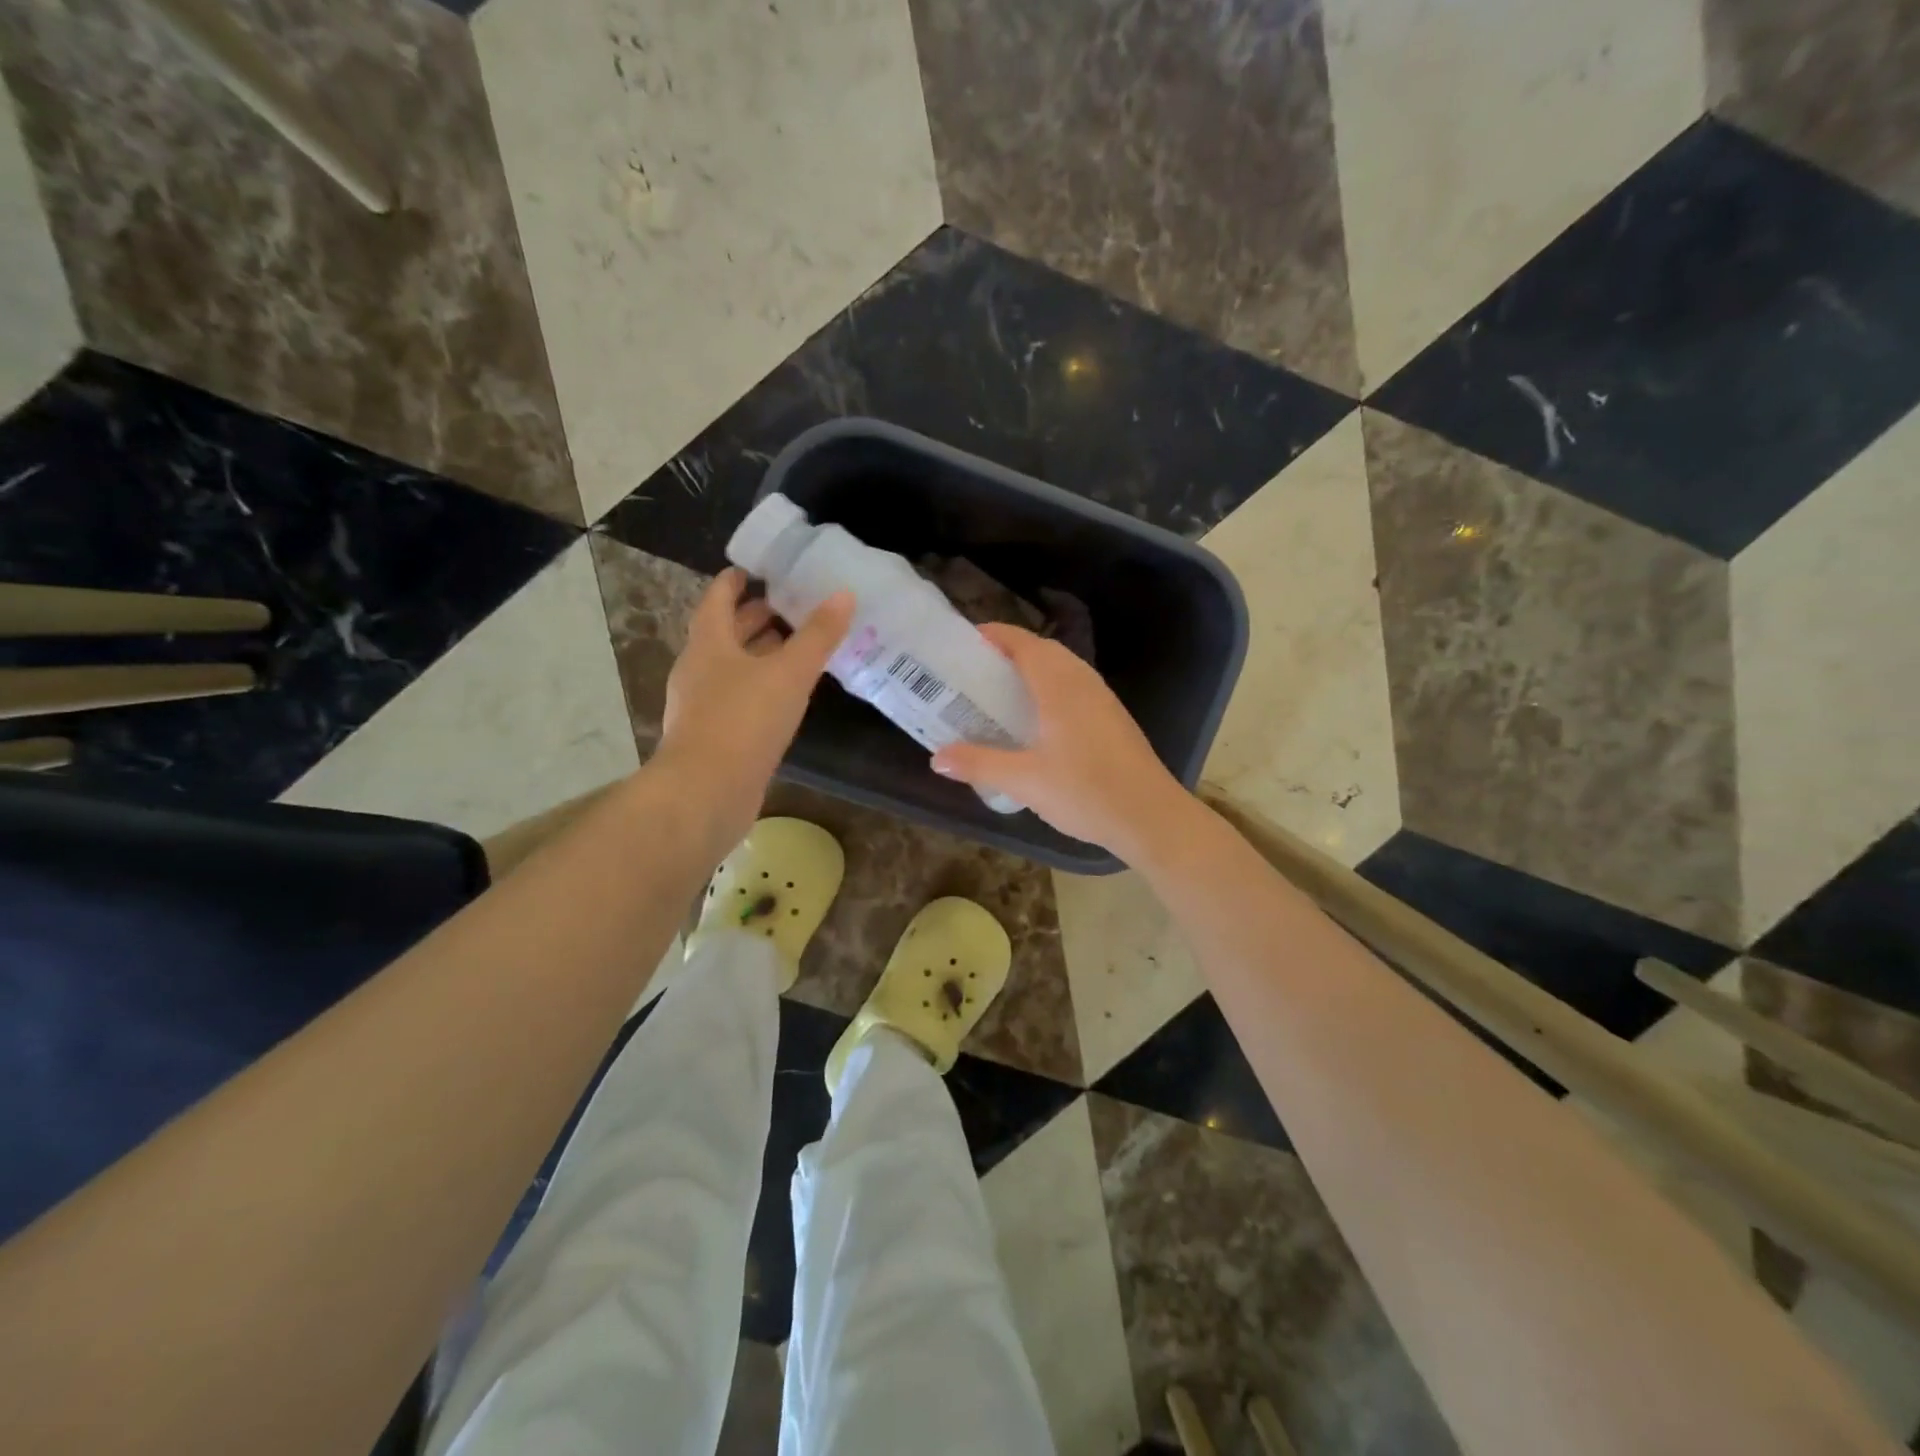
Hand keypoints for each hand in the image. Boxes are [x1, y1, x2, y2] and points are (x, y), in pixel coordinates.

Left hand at [655, 569, 852, 853]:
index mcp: (709, 644)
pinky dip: (761, 688)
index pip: (718, 599)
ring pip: (732, 668)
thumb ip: (818, 635)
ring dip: (759, 654)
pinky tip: (787, 697)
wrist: (706, 793)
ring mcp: (702, 705)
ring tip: (795, 649)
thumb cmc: (744, 720)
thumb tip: (843, 594)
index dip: (736, 582)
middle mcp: (699, 670)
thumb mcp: (789, 672)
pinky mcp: (713, 736)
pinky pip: (738, 699)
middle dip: (754, 618)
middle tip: (789, 606)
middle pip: (725, 634)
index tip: (759, 570)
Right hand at [930, 623, 1193, 860]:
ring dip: (1030, 671)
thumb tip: (937, 758)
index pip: (1022, 642)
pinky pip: (1074, 688)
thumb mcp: (1024, 781)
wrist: (1151, 817)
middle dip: (1007, 653)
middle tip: (973, 674)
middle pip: (1041, 650)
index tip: (962, 644)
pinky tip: (1036, 722)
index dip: (992, 635)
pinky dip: (1049, 689)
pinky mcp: (1112, 718)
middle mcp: (1082, 682)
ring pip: (1061, 669)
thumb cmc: (1086, 792)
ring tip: (999, 695)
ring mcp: (1102, 699)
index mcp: (1059, 685)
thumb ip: (979, 764)